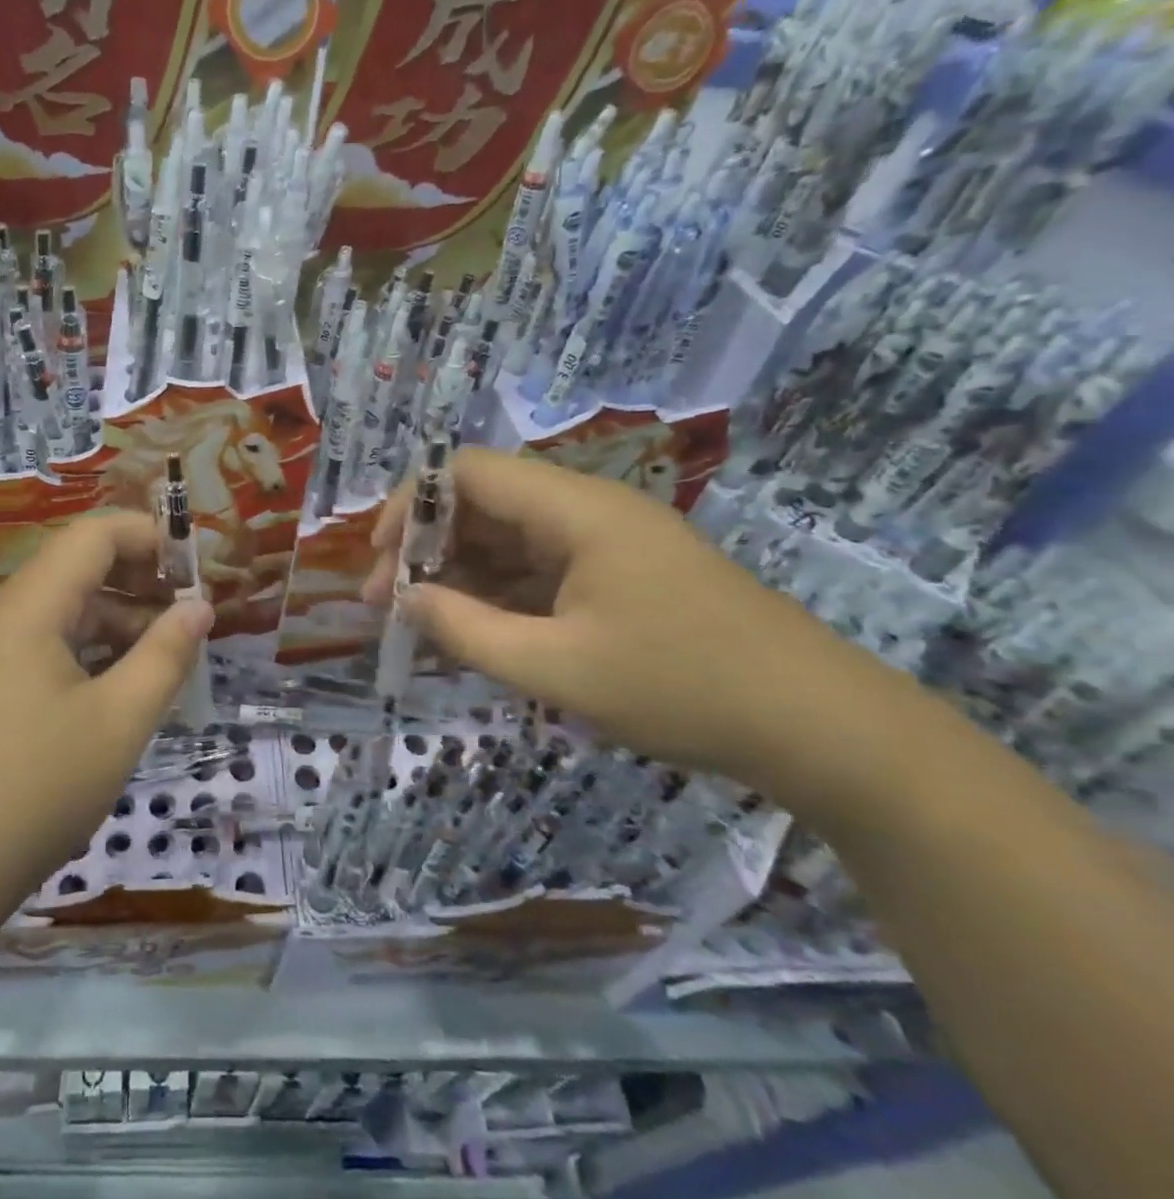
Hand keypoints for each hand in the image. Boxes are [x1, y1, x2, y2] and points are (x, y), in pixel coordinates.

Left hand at [0, 511, 212, 920]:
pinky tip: (122, 685)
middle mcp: (1, 614)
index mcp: (28, 606)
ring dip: (119, 620)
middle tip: (192, 612)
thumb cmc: (33, 791)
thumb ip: (166, 655)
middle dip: (141, 579)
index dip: (151, 536)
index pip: (95, 534)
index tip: (199, 566)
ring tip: (169, 654)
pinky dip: (90, 650)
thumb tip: (200, 607)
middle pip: (78, 566)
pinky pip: (45, 644)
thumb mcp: (118, 722)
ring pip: (64, 609)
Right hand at [362, 447, 914, 794]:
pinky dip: (498, 595)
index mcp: (575, 510)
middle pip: (483, 503)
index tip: (376, 557)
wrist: (822, 727)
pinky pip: (539, 571)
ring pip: (508, 539)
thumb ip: (467, 631)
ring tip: (419, 623)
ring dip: (458, 573)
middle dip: (425, 546)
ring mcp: (606, 543)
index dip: (409, 503)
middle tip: (386, 602)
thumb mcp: (558, 668)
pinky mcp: (620, 576)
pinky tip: (473, 632)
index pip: (467, 471)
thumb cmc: (684, 687)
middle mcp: (587, 511)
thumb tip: (403, 600)